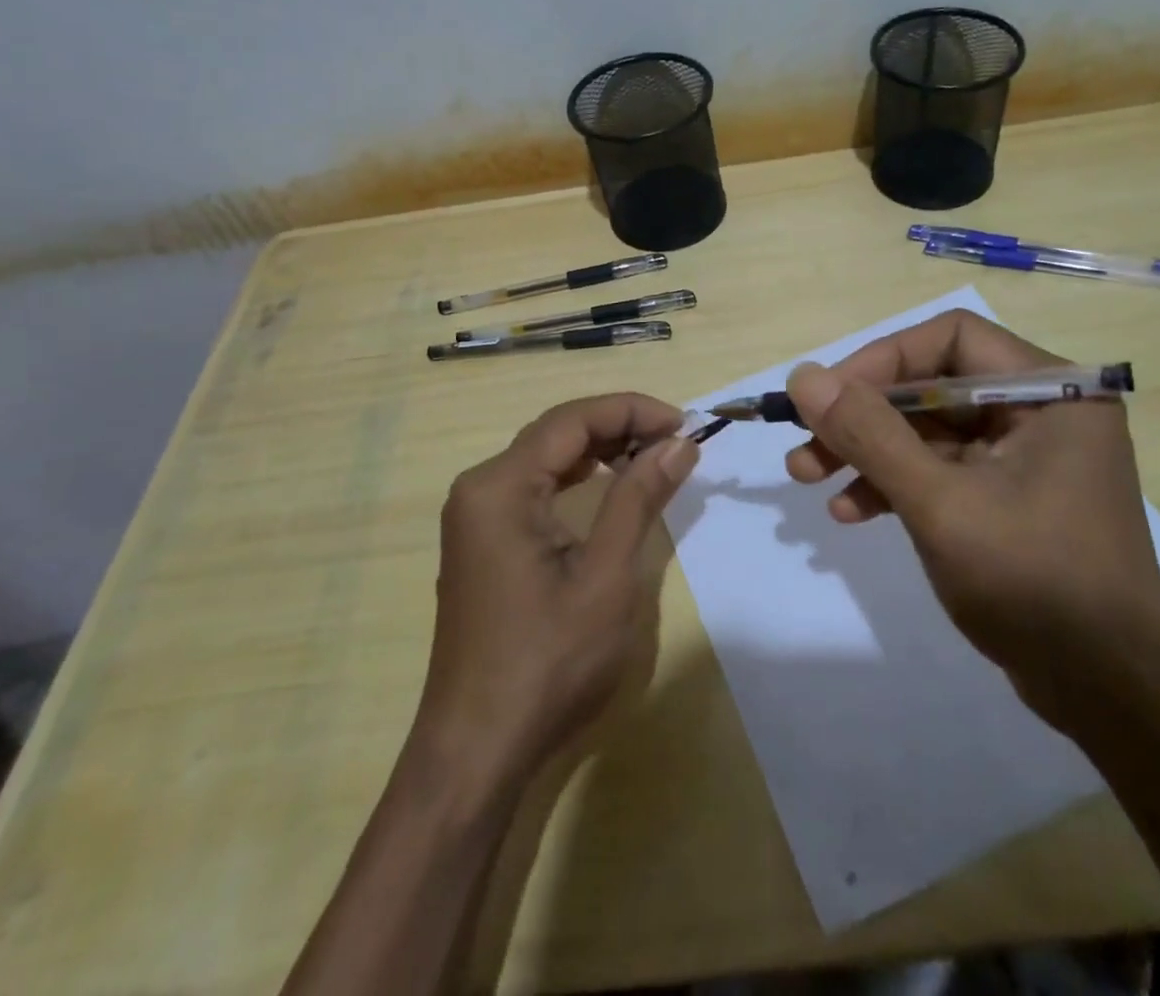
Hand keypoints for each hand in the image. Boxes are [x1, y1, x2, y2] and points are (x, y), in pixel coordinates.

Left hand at [413, 394, 698, 784]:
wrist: (477, 750)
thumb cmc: (547, 662)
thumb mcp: (606, 576)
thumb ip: (639, 498)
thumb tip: (679, 442)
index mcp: (499, 486)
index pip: (572, 420)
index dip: (632, 411)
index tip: (684, 423)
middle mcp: (479, 488)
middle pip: (556, 433)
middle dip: (618, 426)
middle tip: (675, 440)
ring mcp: (475, 516)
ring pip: (545, 457)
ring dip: (599, 449)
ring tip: (651, 455)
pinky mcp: (483, 542)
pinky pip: (533, 487)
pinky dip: (576, 478)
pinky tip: (606, 485)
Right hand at [784, 309, 1159, 730]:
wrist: (1108, 695)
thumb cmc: (1033, 582)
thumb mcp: (940, 503)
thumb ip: (870, 434)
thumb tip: (804, 376)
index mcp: (1052, 392)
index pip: (951, 338)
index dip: (882, 359)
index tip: (829, 395)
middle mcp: (1042, 411)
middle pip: (933, 385)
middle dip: (863, 415)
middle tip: (803, 440)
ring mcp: (1026, 457)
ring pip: (929, 431)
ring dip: (868, 452)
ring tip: (806, 476)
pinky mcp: (1010, 497)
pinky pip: (942, 470)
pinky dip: (896, 485)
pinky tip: (851, 512)